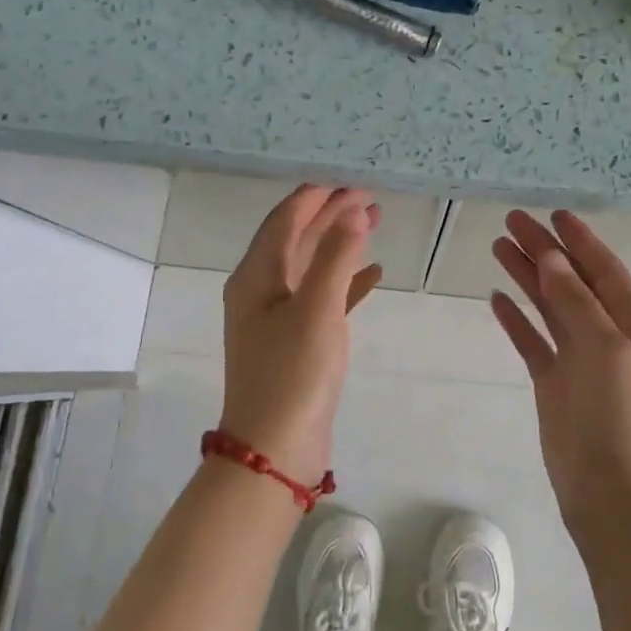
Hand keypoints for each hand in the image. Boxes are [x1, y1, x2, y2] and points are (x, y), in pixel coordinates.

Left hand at [220, 186, 382, 484]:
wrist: (275, 450)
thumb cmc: (293, 373)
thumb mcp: (316, 309)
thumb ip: (335, 257)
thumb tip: (352, 212)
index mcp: (256, 277)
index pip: (285, 221)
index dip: (316, 197)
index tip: (349, 181)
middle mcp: (261, 291)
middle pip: (297, 239)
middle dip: (331, 216)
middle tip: (369, 197)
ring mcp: (277, 318)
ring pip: (311, 266)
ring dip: (340, 244)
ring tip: (375, 222)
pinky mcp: (295, 341)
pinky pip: (322, 297)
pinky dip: (345, 281)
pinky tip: (373, 274)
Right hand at [490, 210, 630, 535]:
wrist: (612, 495)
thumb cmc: (621, 417)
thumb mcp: (607, 349)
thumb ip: (577, 300)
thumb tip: (552, 257)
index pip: (605, 270)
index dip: (580, 241)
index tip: (554, 214)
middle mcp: (609, 337)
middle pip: (572, 282)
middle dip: (545, 251)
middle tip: (512, 221)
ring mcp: (580, 361)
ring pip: (550, 307)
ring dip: (527, 277)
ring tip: (498, 246)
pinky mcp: (555, 385)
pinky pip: (533, 341)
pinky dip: (517, 319)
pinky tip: (496, 298)